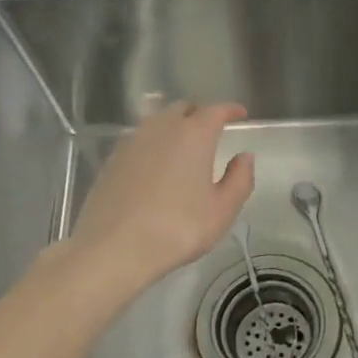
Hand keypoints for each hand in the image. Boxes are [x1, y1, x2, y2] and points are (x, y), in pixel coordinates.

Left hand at [69, 101, 255, 288]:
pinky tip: (156, 165)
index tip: (240, 114)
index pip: (216, 110)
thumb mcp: (221, 210)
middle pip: (183, 109)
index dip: (230, 110)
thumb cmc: (177, 228)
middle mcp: (161, 128)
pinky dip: (153, 144)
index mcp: (194, 135)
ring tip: (184, 147)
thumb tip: (245, 157)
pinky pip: (139, 140)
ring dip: (174, 127)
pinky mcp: (112, 159)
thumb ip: (239, 179)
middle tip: (212, 131)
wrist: (114, 247)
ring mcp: (132, 141)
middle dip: (200, 115)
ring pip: (158, 122)